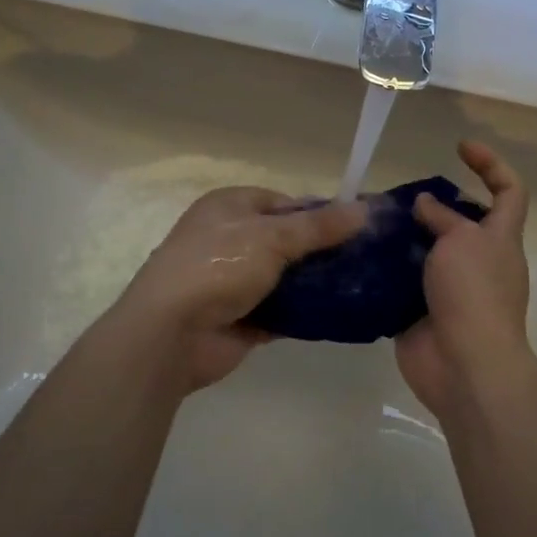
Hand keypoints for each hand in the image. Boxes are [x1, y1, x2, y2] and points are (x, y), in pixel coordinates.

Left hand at [113, 187, 367, 392]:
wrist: (171, 333)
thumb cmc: (218, 267)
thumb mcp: (272, 237)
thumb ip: (318, 226)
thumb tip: (364, 209)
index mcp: (229, 207)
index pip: (283, 202)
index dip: (319, 213)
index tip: (356, 227)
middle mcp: (229, 239)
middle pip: (287, 241)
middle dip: (322, 251)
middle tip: (366, 260)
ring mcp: (234, 282)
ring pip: (286, 278)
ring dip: (316, 284)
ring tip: (363, 286)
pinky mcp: (242, 318)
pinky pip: (282, 312)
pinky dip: (305, 313)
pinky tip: (340, 315)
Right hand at [396, 141, 533, 420]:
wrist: (464, 365)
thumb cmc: (473, 294)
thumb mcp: (462, 242)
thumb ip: (442, 218)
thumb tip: (425, 204)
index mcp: (500, 239)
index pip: (509, 191)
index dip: (491, 164)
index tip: (459, 147)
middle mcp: (479, 261)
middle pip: (461, 222)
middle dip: (431, 206)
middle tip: (396, 197)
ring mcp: (451, 290)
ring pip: (427, 253)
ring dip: (402, 238)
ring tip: (370, 223)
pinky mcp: (423, 313)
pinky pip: (404, 284)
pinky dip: (386, 272)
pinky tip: (359, 258)